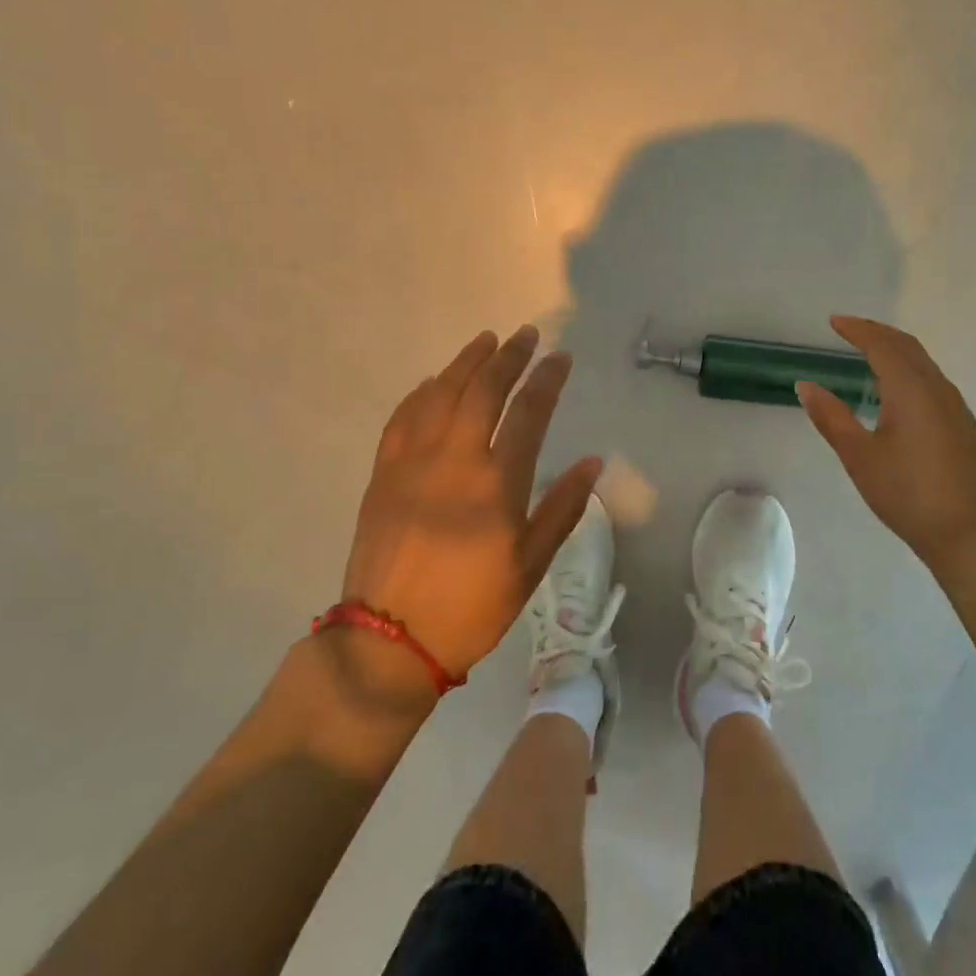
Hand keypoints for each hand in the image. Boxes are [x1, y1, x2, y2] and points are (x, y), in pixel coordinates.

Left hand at [341, 325, 601, 679]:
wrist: (389, 639)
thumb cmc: (472, 606)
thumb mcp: (530, 565)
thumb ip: (562, 508)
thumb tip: (592, 462)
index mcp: (496, 484)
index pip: (528, 413)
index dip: (547, 380)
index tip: (560, 357)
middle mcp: (454, 460)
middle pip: (482, 391)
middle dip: (508, 357)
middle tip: (526, 335)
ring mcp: (412, 463)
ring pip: (440, 394)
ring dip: (465, 363)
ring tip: (485, 341)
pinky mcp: (383, 474)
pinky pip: (402, 418)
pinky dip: (421, 393)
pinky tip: (433, 382)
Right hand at [797, 316, 975, 574]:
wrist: (968, 533)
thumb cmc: (906, 494)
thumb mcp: (859, 456)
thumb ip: (831, 417)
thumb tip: (805, 385)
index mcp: (910, 390)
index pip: (882, 346)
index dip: (857, 330)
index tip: (834, 321)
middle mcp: (937, 389)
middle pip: (907, 347)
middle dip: (878, 333)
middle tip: (850, 329)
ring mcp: (956, 408)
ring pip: (924, 364)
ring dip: (896, 351)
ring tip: (871, 354)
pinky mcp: (964, 426)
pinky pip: (934, 382)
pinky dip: (911, 371)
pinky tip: (900, 392)